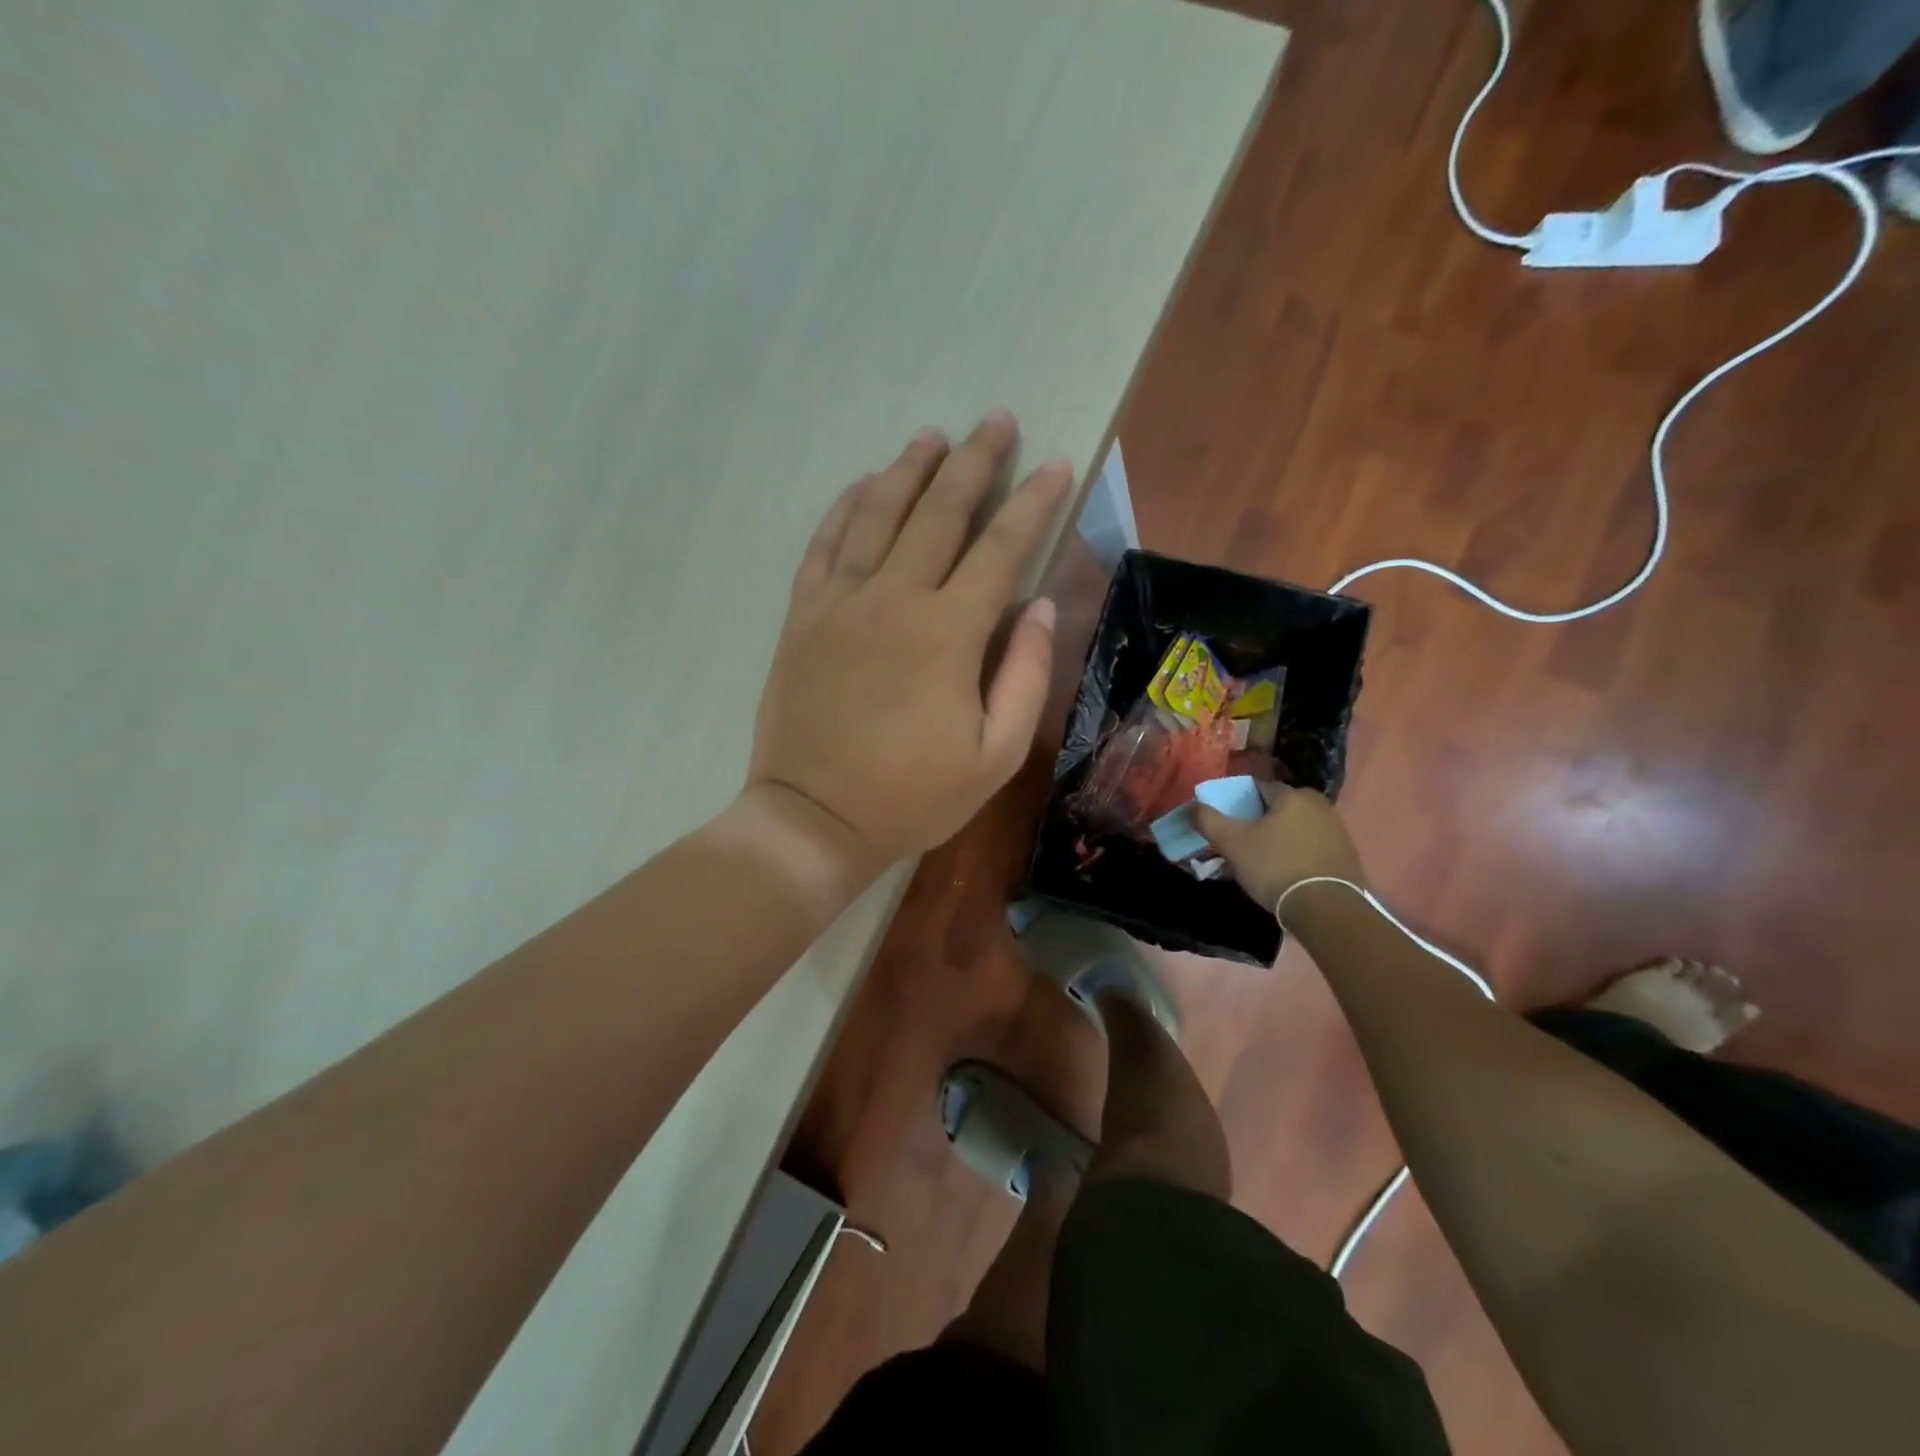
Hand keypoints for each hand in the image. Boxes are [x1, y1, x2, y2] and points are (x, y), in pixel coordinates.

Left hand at [746, 412, 1071, 882]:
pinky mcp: (802, 616)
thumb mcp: (995, 755)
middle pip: (939, 511)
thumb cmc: (912, 796)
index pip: (1001, 547)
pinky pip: (824, 545)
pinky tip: (862, 485)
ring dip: (909, 469)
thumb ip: (1024, 674)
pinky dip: (844, 508)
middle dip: (974, 461)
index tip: (1055, 464)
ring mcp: (840, 602)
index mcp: (948, 632)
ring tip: (933, 437)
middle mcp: (894, 598)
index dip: (1033, 502)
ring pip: (877, 513)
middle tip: (996, 419)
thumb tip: (1039, 606)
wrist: (813, 819)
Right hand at [1191, 783, 1366, 914]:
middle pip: (1279, 808)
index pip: (1258, 788)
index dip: (1239, 803)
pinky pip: (1314, 846)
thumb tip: (1192, 805)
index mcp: (1292, 795)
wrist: (1327, 909)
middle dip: (1261, 822)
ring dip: (1280, 838)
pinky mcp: (1348, 855)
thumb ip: (1208, 820)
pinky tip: (1288, 873)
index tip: (1229, 822)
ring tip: (1263, 862)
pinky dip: (1299, 853)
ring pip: (1297, 827)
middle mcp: (1319, 805)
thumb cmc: (1274, 867)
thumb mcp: (1231, 843)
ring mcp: (1338, 830)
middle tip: (1244, 844)